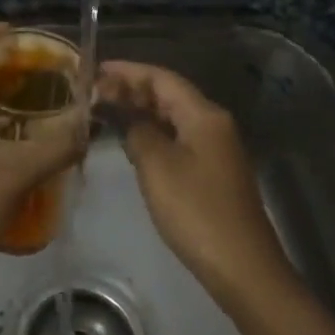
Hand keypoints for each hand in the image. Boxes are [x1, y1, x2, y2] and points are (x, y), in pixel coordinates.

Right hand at [97, 60, 293, 307]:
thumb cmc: (196, 211)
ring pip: (173, 117)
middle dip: (132, 89)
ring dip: (141, 111)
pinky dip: (153, 132)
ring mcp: (215, 148)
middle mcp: (213, 123)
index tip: (94, 69)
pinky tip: (132, 141)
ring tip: (105, 110)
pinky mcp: (212, 171)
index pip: (161, 78)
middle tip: (93, 91)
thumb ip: (138, 132)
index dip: (127, 71)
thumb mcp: (157, 166)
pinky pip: (178, 138)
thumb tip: (128, 119)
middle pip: (169, 94)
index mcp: (204, 115)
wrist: (241, 266)